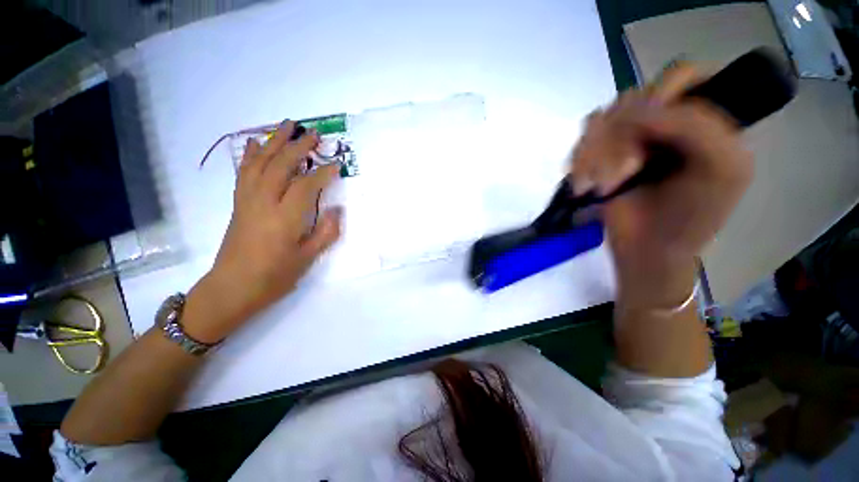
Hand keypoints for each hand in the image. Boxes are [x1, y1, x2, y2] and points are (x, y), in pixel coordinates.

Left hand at [185, 121, 341, 342]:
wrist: (232, 288)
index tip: (337, 164)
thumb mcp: (308, 258)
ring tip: (286, 125)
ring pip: (261, 163)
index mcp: (285, 218)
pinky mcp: (238, 203)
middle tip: (314, 133)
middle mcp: (264, 203)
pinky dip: (251, 154)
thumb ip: (326, 232)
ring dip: (275, 142)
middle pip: (281, 166)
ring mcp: (247, 200)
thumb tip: (337, 210)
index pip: (307, 186)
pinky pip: (244, 172)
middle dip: (299, 147)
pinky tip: (257, 143)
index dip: (323, 173)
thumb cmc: (274, 277)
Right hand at [569, 63, 752, 308]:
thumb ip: (697, 125)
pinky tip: (584, 186)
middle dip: (622, 139)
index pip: (681, 74)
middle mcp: (663, 122)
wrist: (646, 251)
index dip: (661, 93)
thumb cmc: (689, 217)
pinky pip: (581, 142)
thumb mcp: (722, 168)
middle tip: (625, 175)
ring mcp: (627, 140)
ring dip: (597, 156)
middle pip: (631, 98)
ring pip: (600, 121)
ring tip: (601, 188)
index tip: (649, 129)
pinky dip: (580, 163)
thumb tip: (632, 110)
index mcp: (703, 119)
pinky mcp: (599, 157)